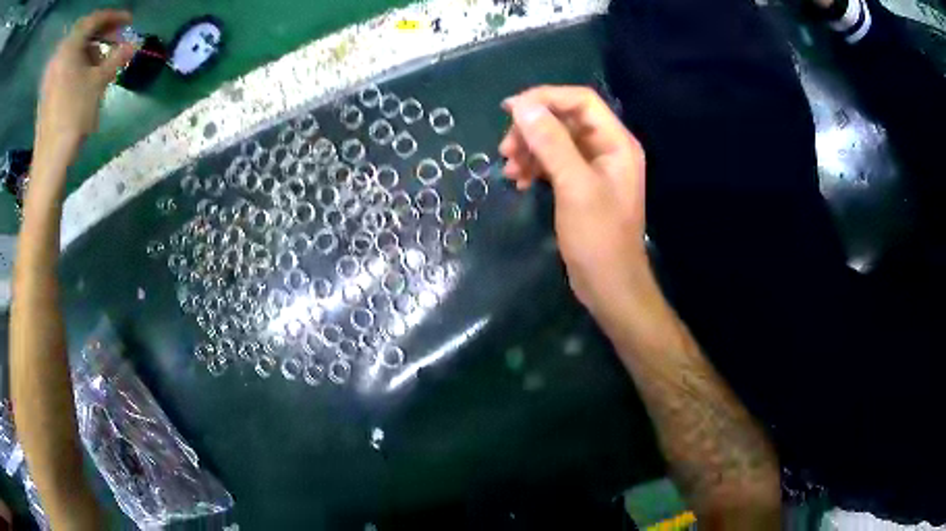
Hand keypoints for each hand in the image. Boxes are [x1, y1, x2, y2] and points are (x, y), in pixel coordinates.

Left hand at [35, 10, 135, 158]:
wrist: (50, 161)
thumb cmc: (73, 117)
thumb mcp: (99, 83)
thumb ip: (117, 57)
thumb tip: (135, 44)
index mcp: (70, 46)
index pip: (96, 19)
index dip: (114, 17)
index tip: (129, 22)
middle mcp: (59, 55)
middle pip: (83, 33)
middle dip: (102, 33)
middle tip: (117, 40)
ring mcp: (51, 74)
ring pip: (74, 50)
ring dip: (90, 50)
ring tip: (102, 63)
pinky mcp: (47, 90)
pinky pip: (66, 65)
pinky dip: (78, 63)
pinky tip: (85, 76)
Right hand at [500, 85, 648, 318]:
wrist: (609, 286)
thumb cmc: (598, 238)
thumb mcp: (574, 186)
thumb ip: (551, 143)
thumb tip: (522, 106)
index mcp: (616, 142)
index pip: (581, 101)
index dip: (545, 98)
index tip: (509, 110)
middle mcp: (607, 148)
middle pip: (565, 119)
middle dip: (533, 129)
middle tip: (505, 149)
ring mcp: (594, 168)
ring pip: (556, 141)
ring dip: (530, 149)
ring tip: (509, 169)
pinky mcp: (581, 185)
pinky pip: (554, 163)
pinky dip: (535, 167)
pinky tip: (519, 181)